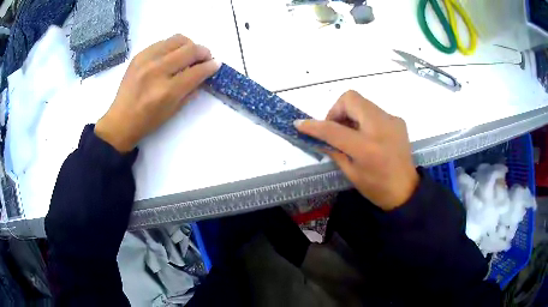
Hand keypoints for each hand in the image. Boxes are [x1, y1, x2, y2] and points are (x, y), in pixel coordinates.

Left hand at [95, 34, 219, 152]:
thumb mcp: (173, 111)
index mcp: (166, 91)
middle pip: (189, 50)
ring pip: (177, 39)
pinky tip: (172, 55)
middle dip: (203, 52)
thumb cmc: (147, 121)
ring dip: (189, 45)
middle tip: (205, 57)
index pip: (196, 71)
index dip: (210, 66)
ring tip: (189, 54)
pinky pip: (163, 41)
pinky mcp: (139, 55)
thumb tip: (204, 73)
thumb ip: (190, 90)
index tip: (216, 64)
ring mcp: (146, 60)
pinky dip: (173, 46)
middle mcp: (157, 71)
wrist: (120, 120)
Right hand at [295, 90, 418, 209]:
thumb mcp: (351, 173)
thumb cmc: (377, 188)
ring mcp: (391, 120)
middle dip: (336, 110)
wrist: (406, 190)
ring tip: (350, 132)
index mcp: (367, 148)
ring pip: (362, 102)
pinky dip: (363, 118)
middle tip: (334, 128)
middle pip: (350, 98)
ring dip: (349, 113)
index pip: (333, 129)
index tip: (300, 124)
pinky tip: (367, 135)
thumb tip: (318, 137)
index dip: (314, 126)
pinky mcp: (397, 120)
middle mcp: (381, 127)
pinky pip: (373, 110)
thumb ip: (334, 150)